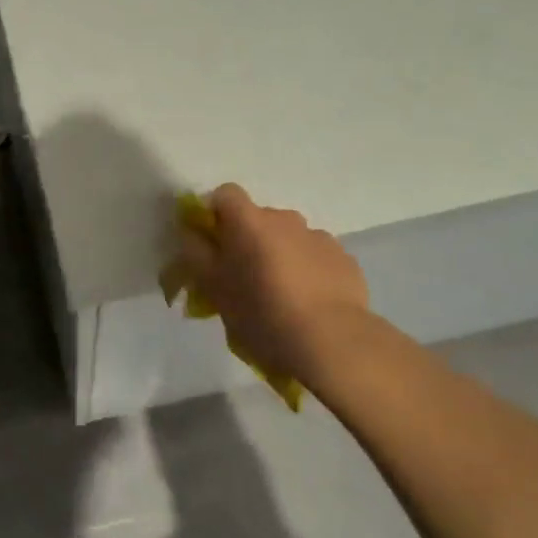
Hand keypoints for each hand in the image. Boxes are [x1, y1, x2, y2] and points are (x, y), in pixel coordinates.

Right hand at [177, 184, 376, 387]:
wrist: (332, 342)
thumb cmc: (262, 313)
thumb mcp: (213, 288)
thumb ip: (197, 254)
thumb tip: (193, 234)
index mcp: (249, 221)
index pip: (225, 194)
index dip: (215, 214)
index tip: (213, 244)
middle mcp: (285, 218)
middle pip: (259, 218)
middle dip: (249, 240)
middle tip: (244, 278)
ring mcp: (319, 237)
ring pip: (289, 238)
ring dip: (280, 255)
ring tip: (281, 296)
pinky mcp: (345, 259)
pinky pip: (316, 257)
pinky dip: (308, 271)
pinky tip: (309, 304)